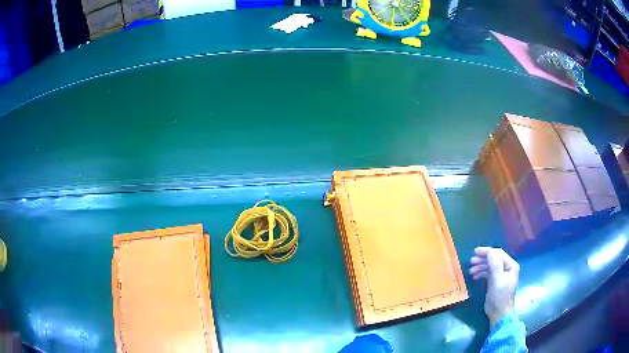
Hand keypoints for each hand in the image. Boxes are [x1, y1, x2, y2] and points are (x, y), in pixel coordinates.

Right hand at [469, 247, 519, 326]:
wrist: (499, 313)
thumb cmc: (500, 296)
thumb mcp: (498, 280)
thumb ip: (495, 265)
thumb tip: (490, 252)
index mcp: (510, 265)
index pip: (498, 254)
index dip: (487, 251)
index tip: (475, 252)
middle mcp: (507, 268)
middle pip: (494, 259)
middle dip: (482, 259)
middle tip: (471, 262)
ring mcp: (501, 275)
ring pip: (490, 266)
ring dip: (480, 266)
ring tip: (471, 270)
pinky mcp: (495, 281)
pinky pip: (488, 273)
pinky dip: (481, 273)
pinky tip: (474, 276)